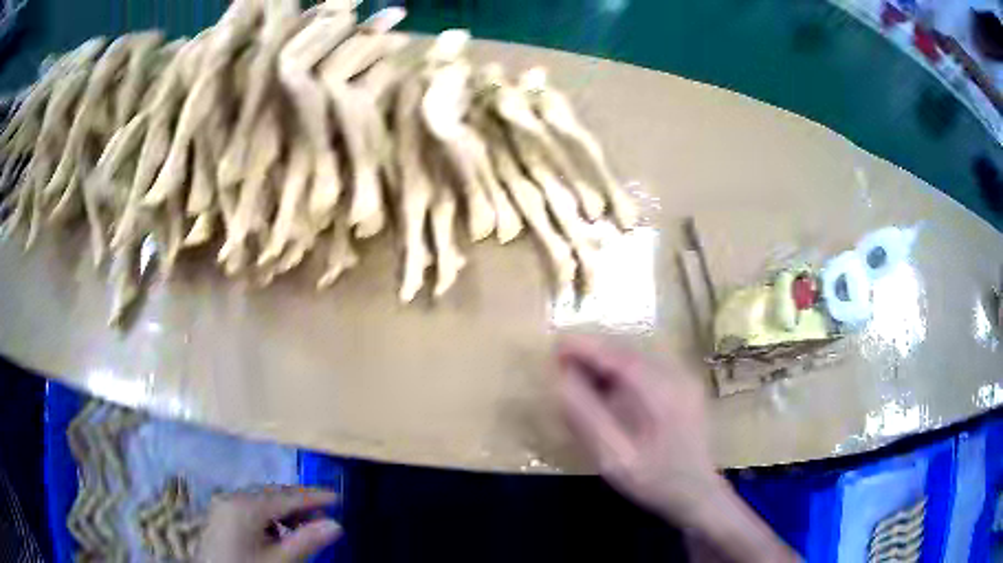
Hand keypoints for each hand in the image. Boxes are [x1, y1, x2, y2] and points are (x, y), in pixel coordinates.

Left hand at [199, 487, 341, 562]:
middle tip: (327, 515)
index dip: (314, 497)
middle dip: (300, 504)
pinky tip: (280, 533)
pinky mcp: (221, 516)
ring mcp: (223, 506)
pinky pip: (250, 510)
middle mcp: (232, 498)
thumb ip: (306, 542)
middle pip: (273, 495)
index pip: (286, 497)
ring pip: (262, 502)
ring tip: (307, 527)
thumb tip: (336, 525)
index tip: (339, 497)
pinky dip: (270, 518)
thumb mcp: (279, 562)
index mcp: (244, 506)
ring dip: (286, 512)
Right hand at [555, 335, 718, 524]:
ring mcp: (685, 379)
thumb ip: (588, 420)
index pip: (621, 358)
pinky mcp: (685, 385)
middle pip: (631, 351)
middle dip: (594, 351)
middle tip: (561, 360)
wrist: (698, 493)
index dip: (587, 348)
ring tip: (578, 372)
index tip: (556, 344)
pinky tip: (607, 386)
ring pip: (639, 356)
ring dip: (607, 359)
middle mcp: (678, 377)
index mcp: (664, 396)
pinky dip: (623, 369)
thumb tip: (562, 382)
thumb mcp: (615, 460)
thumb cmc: (656, 481)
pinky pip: (649, 366)